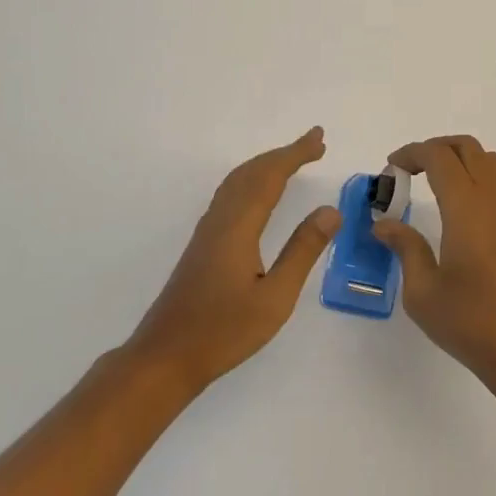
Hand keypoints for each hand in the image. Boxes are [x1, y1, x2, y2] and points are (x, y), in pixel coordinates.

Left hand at [126, 128, 339, 393]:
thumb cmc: (223, 331)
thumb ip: (302, 251)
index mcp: (238, 226)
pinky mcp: (203, 244)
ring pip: (237, 181)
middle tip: (314, 144)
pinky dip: (252, 180)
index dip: (295, 153)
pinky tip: (259, 194)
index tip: (319, 138)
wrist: (165, 357)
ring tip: (292, 161)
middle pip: (252, 172)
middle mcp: (220, 219)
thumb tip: (330, 211)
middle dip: (283, 154)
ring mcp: (207, 230)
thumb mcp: (275, 298)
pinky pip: (230, 194)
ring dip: (266, 165)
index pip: (270, 176)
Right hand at [372, 135, 495, 399]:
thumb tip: (384, 224)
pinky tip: (466, 206)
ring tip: (437, 180)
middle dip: (435, 148)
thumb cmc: (470, 322)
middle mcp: (493, 200)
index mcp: (466, 208)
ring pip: (490, 160)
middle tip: (409, 169)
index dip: (412, 153)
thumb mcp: (422, 291)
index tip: (391, 167)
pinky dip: (481, 176)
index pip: (439, 157)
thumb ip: (405, 248)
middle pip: (467, 148)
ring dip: (462, 158)